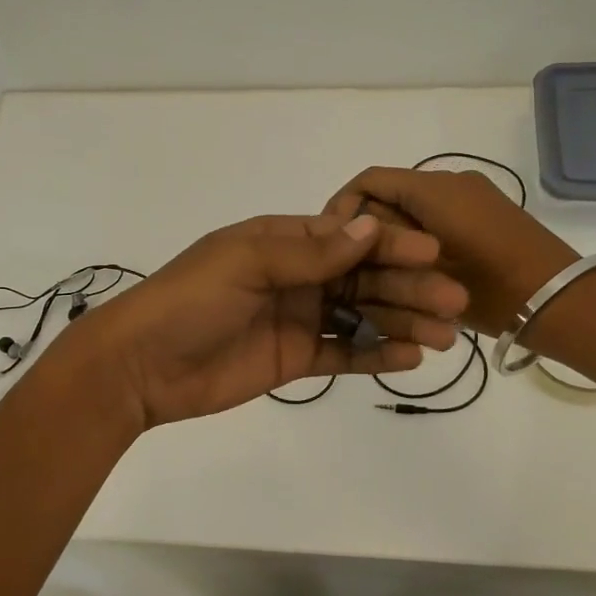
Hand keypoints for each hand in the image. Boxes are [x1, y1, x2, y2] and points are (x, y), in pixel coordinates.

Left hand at [71, 213, 467, 427]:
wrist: (141, 366)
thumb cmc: (189, 301)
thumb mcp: (245, 263)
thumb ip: (308, 252)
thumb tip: (370, 229)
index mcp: (281, 241)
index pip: (347, 238)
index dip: (391, 244)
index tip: (434, 253)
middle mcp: (295, 276)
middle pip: (362, 278)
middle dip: (408, 287)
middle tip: (453, 301)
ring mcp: (297, 319)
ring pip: (360, 316)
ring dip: (402, 322)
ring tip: (444, 335)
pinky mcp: (294, 359)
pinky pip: (342, 354)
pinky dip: (375, 355)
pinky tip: (410, 358)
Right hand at [324, 168, 577, 334]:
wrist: (564, 304)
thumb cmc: (491, 290)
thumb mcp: (425, 273)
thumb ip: (385, 245)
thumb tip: (354, 234)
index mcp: (434, 188)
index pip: (369, 180)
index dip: (341, 207)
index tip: (330, 244)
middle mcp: (452, 182)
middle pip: (391, 195)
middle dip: (369, 230)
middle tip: (355, 271)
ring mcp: (474, 197)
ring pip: (415, 210)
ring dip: (394, 239)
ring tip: (384, 279)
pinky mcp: (488, 215)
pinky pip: (439, 218)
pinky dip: (420, 242)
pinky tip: (416, 277)